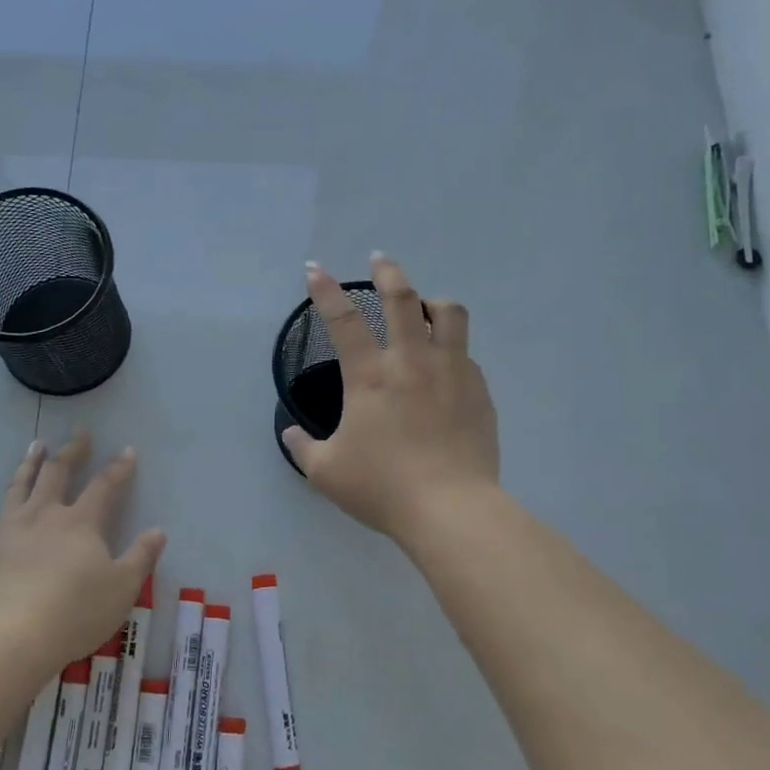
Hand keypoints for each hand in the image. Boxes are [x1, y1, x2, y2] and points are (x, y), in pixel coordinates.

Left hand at [0, 430, 165, 667]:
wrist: (11, 637)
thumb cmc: (75, 612)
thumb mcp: (122, 588)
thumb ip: (141, 557)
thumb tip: (158, 531)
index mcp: (80, 522)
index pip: (104, 486)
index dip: (118, 468)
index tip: (127, 451)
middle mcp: (44, 516)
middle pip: (57, 473)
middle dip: (72, 451)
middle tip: (79, 433)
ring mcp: (10, 531)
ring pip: (19, 486)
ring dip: (30, 464)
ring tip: (35, 446)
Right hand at [282, 254, 499, 539]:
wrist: (450, 509)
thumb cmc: (382, 488)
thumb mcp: (326, 473)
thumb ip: (303, 448)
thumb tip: (290, 434)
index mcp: (370, 377)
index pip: (342, 321)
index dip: (325, 291)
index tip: (315, 269)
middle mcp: (412, 362)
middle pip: (402, 299)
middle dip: (388, 272)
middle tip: (380, 261)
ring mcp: (451, 372)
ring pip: (449, 313)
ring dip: (432, 300)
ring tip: (425, 305)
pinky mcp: (479, 391)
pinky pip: (466, 353)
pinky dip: (452, 347)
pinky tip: (446, 365)